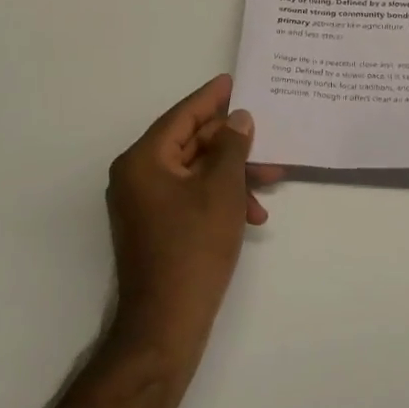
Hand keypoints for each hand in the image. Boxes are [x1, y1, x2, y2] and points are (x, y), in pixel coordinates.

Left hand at [106, 74, 282, 356]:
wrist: (164, 326)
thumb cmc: (193, 248)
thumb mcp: (222, 190)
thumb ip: (233, 147)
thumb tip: (238, 120)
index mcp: (144, 159)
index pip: (183, 116)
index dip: (211, 98)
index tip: (232, 81)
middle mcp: (137, 175)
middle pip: (191, 142)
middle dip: (233, 145)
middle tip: (267, 141)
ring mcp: (144, 203)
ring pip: (195, 171)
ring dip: (232, 174)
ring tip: (270, 182)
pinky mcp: (155, 226)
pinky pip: (190, 195)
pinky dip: (219, 197)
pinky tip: (251, 214)